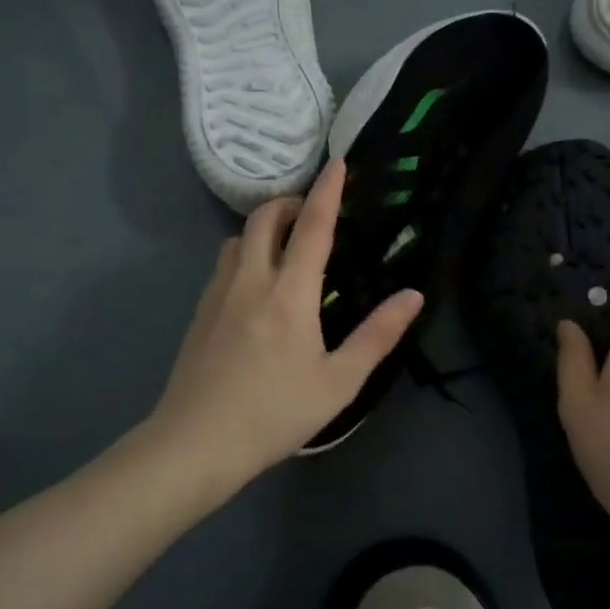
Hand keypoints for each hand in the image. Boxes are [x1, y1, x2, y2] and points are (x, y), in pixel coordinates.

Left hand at [146, 159, 423, 485]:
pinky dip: (245, 253)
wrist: (196, 444)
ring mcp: (218, 294)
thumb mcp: (339, 382)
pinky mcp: (199, 312)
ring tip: (286, 248)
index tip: (338, 164)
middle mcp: (251, 280)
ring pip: (238, 238)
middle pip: (265, 218)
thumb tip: (413, 295)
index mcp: (290, 293)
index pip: (313, 227)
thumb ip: (378, 335)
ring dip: (264, 229)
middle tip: (312, 214)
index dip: (328, 192)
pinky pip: (224, 263)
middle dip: (290, 202)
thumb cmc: (275, 413)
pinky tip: (256, 286)